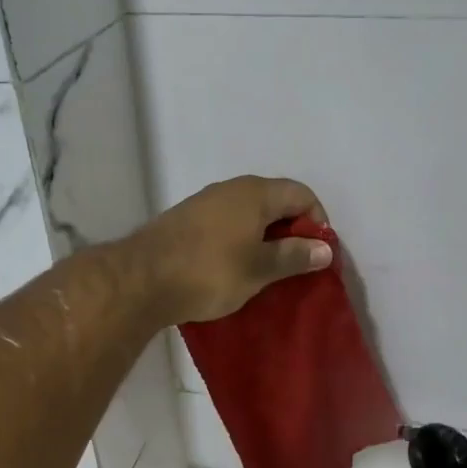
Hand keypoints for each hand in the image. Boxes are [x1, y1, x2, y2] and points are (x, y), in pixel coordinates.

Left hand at [125, 176, 332, 324]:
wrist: (142, 279)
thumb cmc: (210, 271)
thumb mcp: (259, 268)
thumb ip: (294, 255)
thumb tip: (324, 248)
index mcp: (255, 193)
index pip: (301, 194)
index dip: (317, 221)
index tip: (317, 254)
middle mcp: (231, 188)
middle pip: (275, 201)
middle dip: (292, 230)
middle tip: (295, 265)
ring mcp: (205, 202)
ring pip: (249, 213)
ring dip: (264, 237)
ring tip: (266, 270)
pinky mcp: (187, 220)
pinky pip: (227, 223)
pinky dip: (240, 240)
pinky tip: (235, 267)